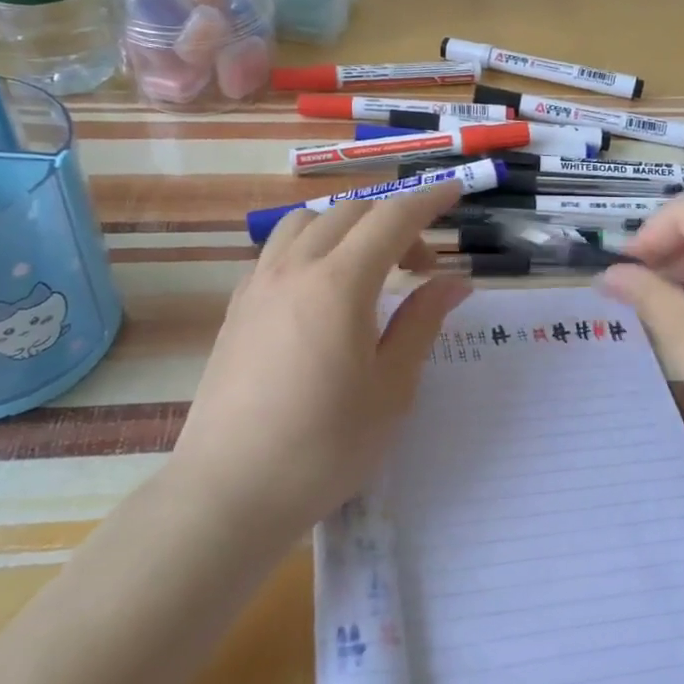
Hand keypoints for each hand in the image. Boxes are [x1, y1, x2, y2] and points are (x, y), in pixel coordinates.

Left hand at [169, 183, 470, 543]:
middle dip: (394, 221)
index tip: (455, 192)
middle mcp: (294, 269)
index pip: (392, 218)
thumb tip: (454, 282)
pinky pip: (278, 252)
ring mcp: (257, 286)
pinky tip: (322, 293)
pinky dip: (311, 249)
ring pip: (306, 224)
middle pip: (349, 212)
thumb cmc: (324, 447)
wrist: (229, 491)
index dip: (428, 200)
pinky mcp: (236, 308)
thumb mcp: (391, 389)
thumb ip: (422, 323)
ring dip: (347, 228)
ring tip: (369, 270)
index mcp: (339, 284)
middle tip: (422, 267)